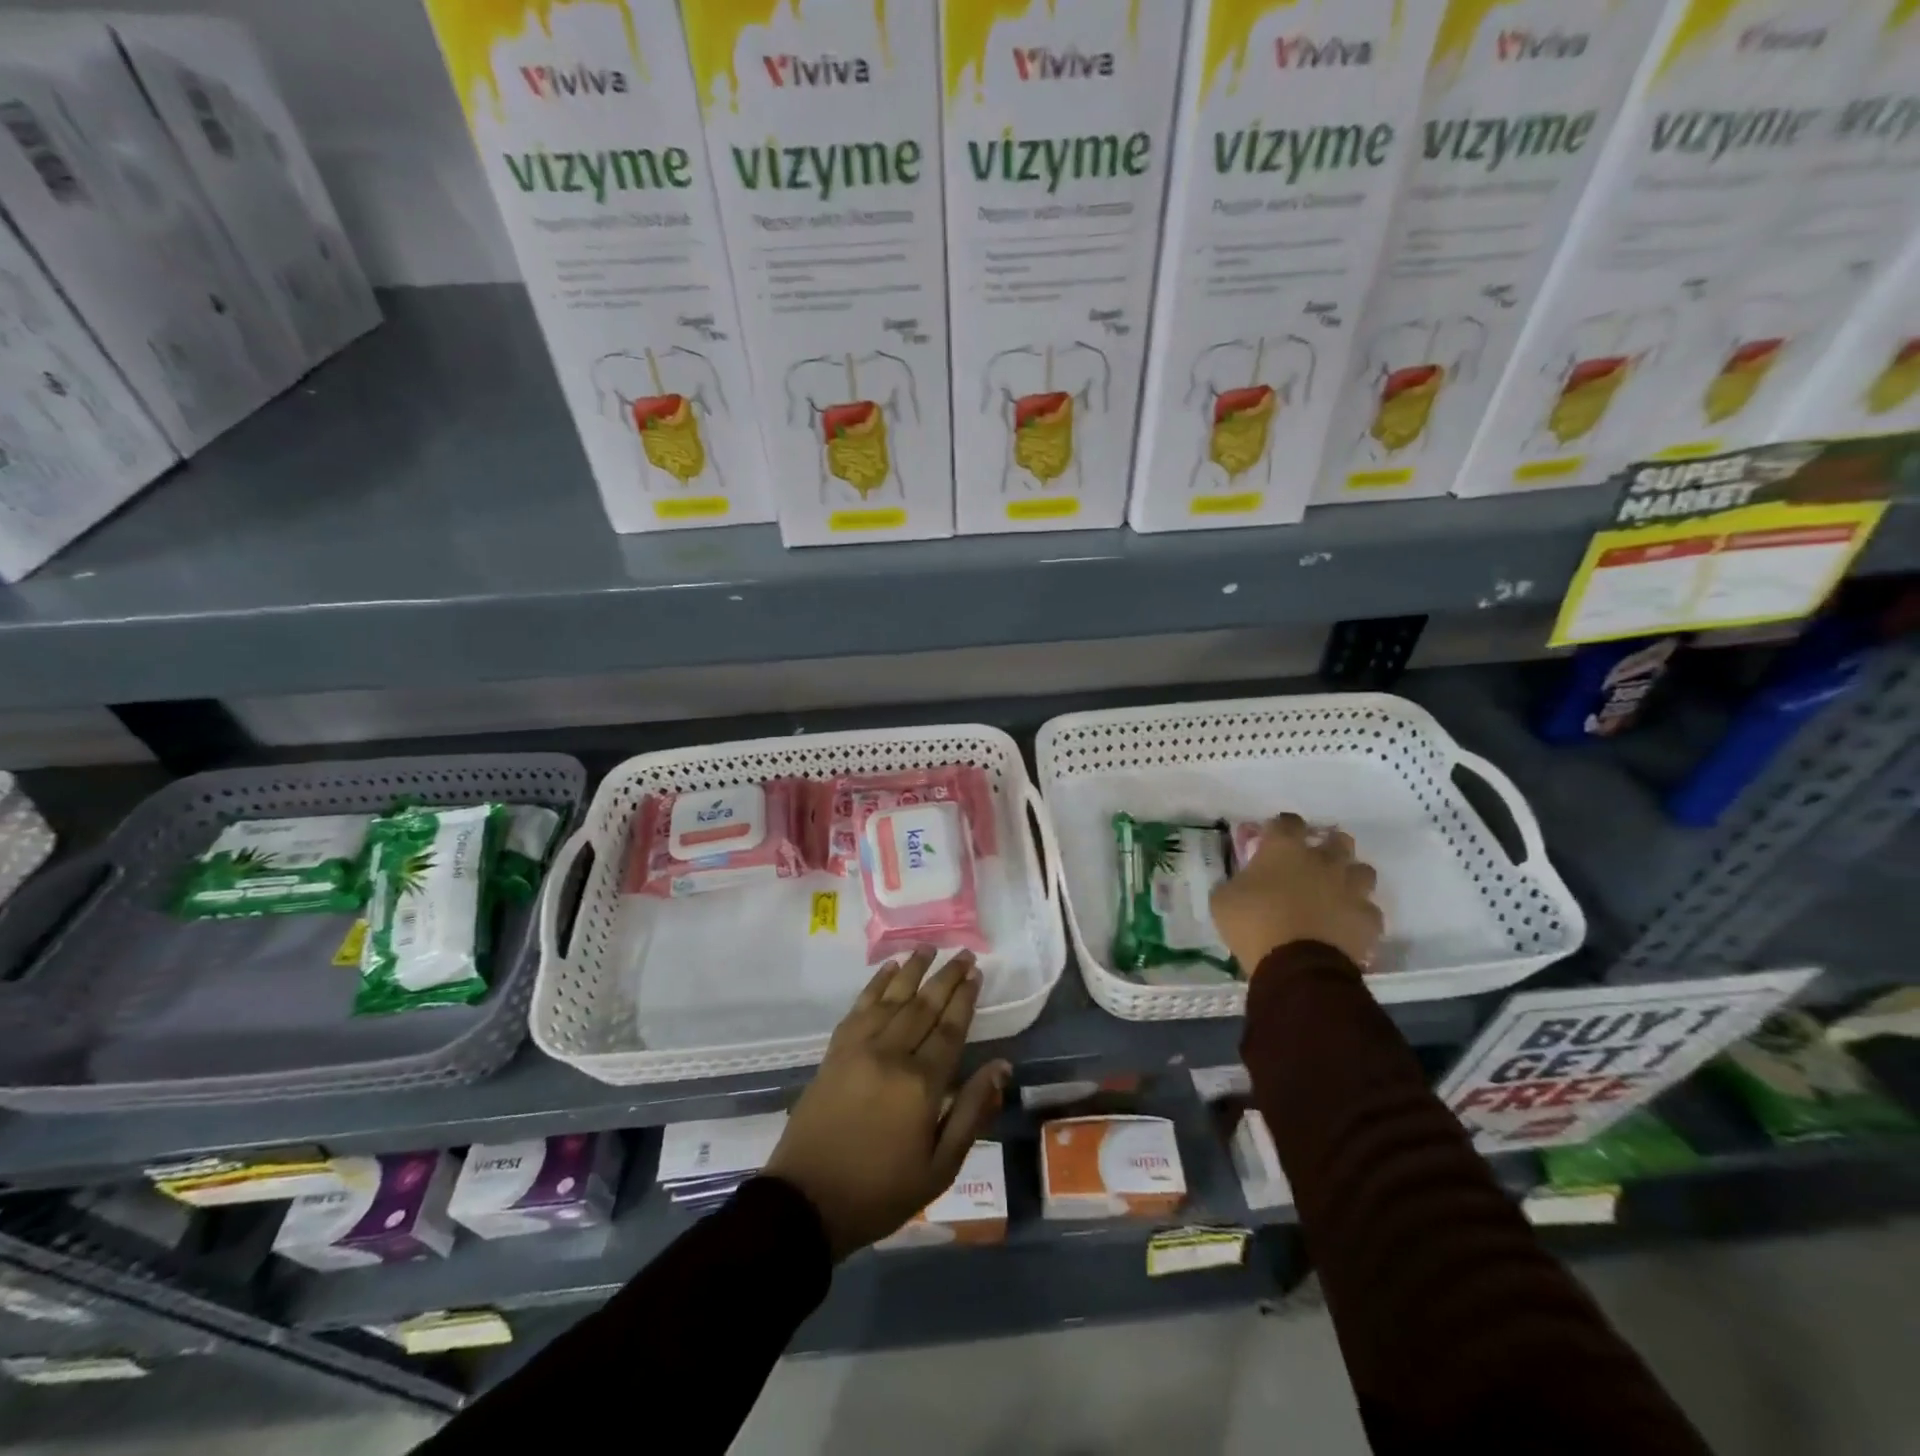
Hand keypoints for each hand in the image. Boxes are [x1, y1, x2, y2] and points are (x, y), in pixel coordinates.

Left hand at [765, 947, 1010, 1259]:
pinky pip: (859, 1007)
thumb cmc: (880, 1191)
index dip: (965, 999)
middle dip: (945, 977)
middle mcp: (891, 1054)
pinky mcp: (835, 1051)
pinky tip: (888, 970)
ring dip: (913, 970)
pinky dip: (875, 984)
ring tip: (929, 948)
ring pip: (892, 998)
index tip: (976, 973)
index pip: (950, 1029)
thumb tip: (1002, 1068)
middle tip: (963, 954)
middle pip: (924, 1006)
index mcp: (921, 1085)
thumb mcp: (940, 1167)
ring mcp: (859, 1048)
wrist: (807, 1201)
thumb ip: (972, 1113)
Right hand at [1210, 814, 1382, 973]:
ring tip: (1337, 891)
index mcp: (1284, 849)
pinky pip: (1369, 910)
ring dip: (1350, 877)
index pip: (1288, 822)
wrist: (1296, 967)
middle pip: (1337, 839)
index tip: (1274, 837)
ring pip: (1363, 871)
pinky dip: (1358, 915)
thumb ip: (1235, 884)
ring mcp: (1351, 889)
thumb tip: (1240, 884)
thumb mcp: (1223, 900)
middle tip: (1314, 861)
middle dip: (1328, 846)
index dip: (1282, 827)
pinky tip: (1346, 924)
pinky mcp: (1368, 919)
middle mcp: (1323, 861)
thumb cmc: (1253, 925)